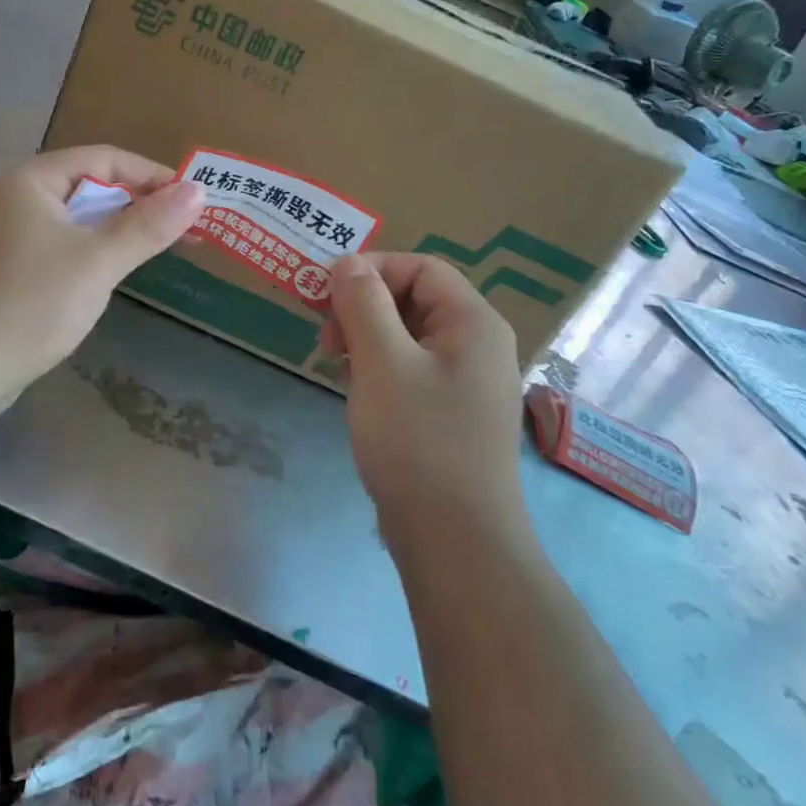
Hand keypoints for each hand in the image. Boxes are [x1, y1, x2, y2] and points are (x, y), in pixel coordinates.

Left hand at [0, 147, 204, 413]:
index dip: (151, 175)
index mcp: (31, 182)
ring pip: (72, 223)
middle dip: (136, 205)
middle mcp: (13, 200)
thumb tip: (197, 191)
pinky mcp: (1, 273)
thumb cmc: (27, 303)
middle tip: (181, 229)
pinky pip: (56, 250)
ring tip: (152, 252)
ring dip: (113, 232)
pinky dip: (87, 255)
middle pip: (87, 188)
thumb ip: (148, 225)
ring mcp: (3, 238)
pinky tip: (106, 279)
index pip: (104, 159)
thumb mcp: (97, 261)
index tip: (191, 199)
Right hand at [323, 253, 525, 529]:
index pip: (420, 267)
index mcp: (474, 322)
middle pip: (416, 298)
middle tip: (327, 340)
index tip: (325, 297)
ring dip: (368, 339)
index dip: (371, 270)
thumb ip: (363, 304)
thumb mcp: (382, 363)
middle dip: (365, 307)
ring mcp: (468, 382)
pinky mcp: (454, 413)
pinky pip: (413, 369)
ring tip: (338, 368)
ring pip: (410, 336)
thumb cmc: (419, 442)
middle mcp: (479, 344)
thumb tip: (348, 262)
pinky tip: (359, 394)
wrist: (457, 543)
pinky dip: (382, 369)